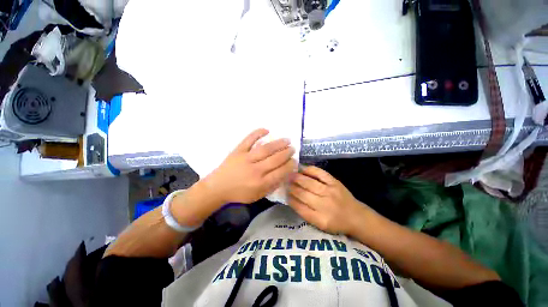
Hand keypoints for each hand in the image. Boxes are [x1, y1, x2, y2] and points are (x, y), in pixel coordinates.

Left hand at [203, 128, 296, 204]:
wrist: (218, 187)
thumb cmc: (240, 193)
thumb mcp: (258, 195)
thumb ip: (272, 185)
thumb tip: (285, 174)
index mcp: (260, 183)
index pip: (280, 172)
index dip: (290, 165)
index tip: (294, 161)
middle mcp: (255, 170)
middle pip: (275, 159)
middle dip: (287, 153)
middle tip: (293, 149)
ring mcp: (246, 159)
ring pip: (265, 149)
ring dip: (278, 143)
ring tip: (287, 140)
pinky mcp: (238, 151)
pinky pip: (248, 140)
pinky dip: (257, 133)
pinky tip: (267, 130)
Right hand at [288, 166, 370, 235]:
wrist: (356, 216)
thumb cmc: (336, 223)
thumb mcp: (320, 225)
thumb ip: (305, 213)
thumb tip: (291, 199)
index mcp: (320, 219)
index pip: (299, 207)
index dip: (290, 199)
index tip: (284, 193)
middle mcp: (325, 205)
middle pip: (303, 194)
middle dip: (291, 187)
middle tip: (284, 181)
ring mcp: (330, 191)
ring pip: (309, 183)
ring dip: (297, 178)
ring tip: (289, 174)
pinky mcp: (335, 182)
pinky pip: (320, 173)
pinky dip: (310, 170)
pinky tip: (302, 169)